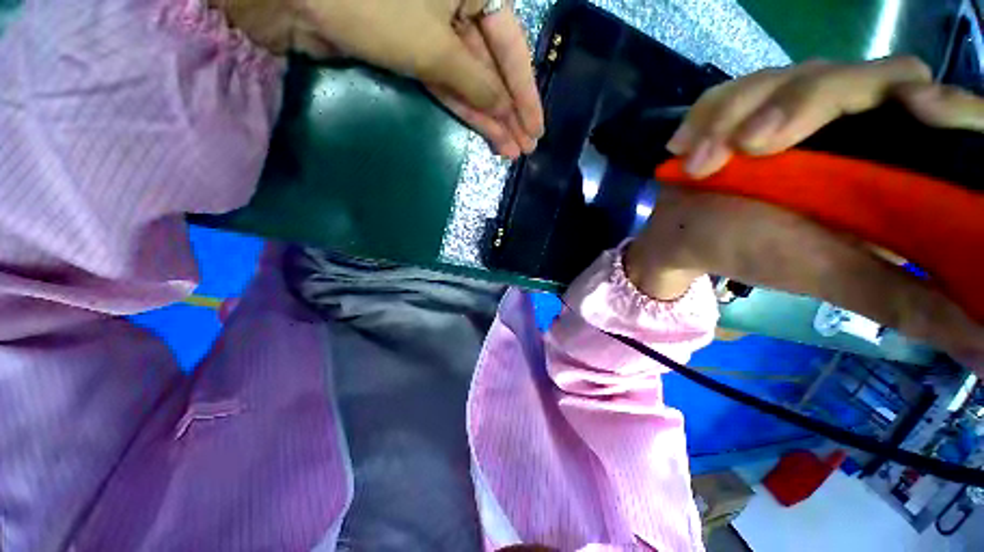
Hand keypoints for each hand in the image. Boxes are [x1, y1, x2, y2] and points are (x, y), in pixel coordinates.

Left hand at [211, 0, 543, 158]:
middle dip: (509, 113)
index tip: (537, 130)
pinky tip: (484, 133)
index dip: (525, 95)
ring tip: (510, 151)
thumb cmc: (374, 5)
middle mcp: (458, 6)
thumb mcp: (436, 46)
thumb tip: (503, 109)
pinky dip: (465, 110)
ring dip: (490, 118)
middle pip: (493, 69)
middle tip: (525, 148)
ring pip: (470, 82)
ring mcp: (433, 31)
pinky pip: (447, 85)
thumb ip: (475, 81)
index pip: (513, 49)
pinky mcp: (411, 51)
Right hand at [628, 57, 983, 372]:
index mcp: (889, 163)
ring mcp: (792, 105)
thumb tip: (983, 348)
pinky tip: (683, 149)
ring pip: (787, 77)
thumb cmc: (752, 253)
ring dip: (735, 116)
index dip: (942, 104)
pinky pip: (729, 91)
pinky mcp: (743, 106)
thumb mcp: (829, 276)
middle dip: (804, 102)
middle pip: (864, 75)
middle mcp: (852, 121)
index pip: (940, 113)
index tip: (916, 108)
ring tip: (700, 164)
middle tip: (753, 146)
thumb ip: (906, 301)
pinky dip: (705, 117)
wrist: (683, 235)